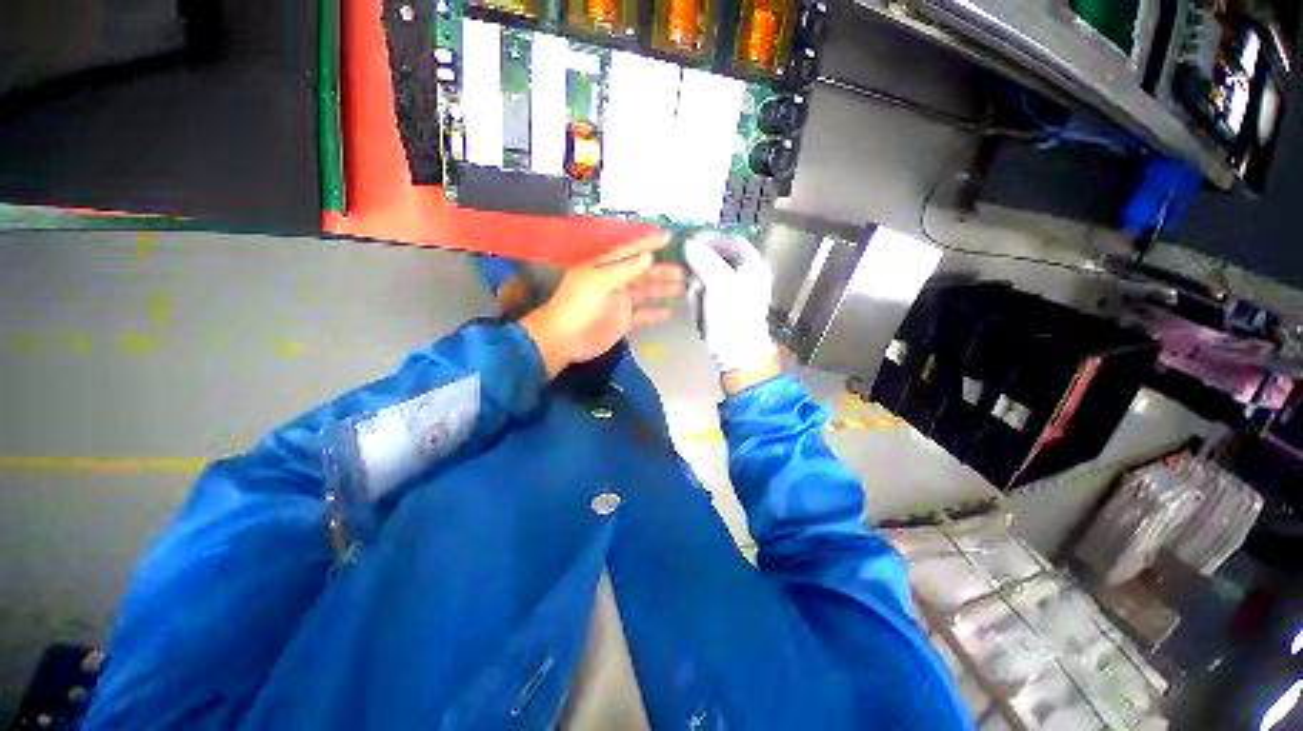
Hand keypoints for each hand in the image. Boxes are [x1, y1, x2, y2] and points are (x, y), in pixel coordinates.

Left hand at [521, 233, 685, 377]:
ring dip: (662, 289)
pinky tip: (668, 313)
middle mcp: (615, 281)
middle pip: (642, 272)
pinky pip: (642, 314)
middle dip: (662, 270)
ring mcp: (620, 302)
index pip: (630, 251)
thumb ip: (625, 269)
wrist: (563, 339)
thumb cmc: (577, 306)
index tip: (669, 238)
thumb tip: (649, 256)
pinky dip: (654, 313)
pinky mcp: (623, 321)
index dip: (648, 244)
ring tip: (682, 287)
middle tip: (684, 272)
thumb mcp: (599, 282)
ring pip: (645, 292)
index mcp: (605, 267)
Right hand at [684, 234, 780, 392]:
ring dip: (698, 282)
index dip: (710, 238)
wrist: (737, 353)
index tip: (690, 242)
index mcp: (753, 265)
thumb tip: (689, 243)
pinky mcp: (726, 305)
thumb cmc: (733, 316)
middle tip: (689, 272)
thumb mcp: (719, 284)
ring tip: (695, 294)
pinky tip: (697, 304)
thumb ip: (704, 260)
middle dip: (701, 265)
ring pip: (710, 274)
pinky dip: (700, 295)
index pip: (732, 240)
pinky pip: (708, 291)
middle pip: (719, 257)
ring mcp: (736, 290)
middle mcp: (747, 274)